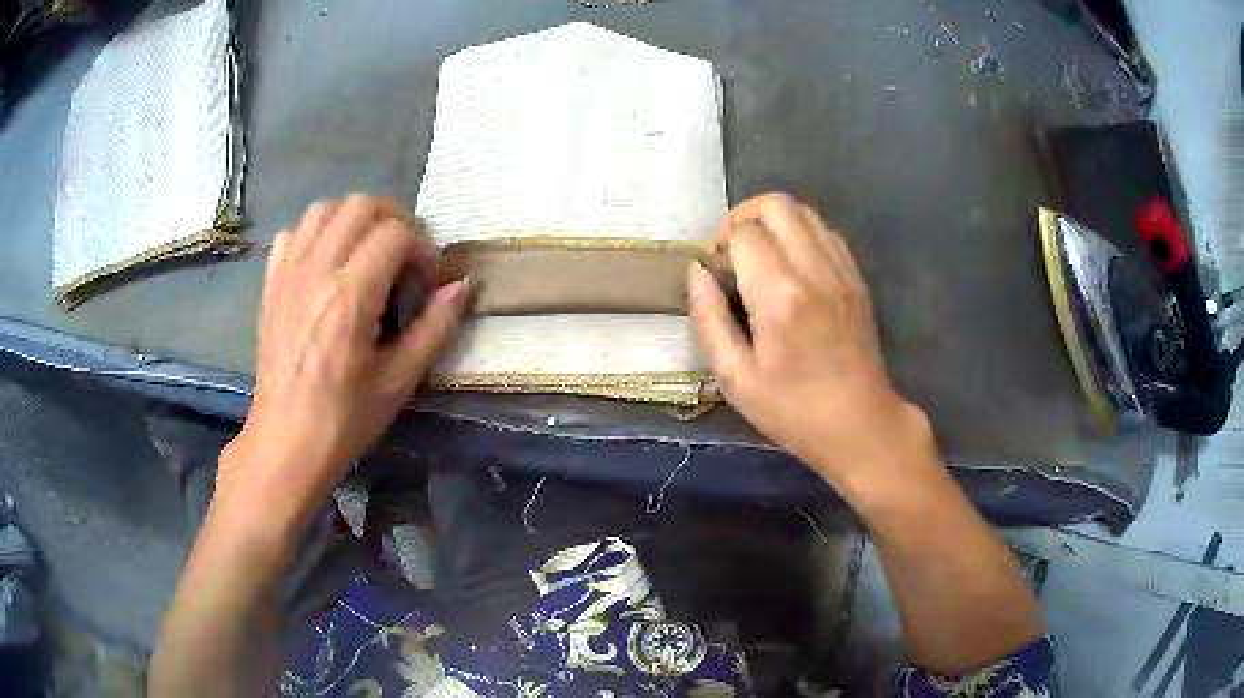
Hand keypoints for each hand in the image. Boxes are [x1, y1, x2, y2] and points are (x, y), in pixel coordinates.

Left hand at [220, 195, 468, 526]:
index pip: (395, 233)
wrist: (286, 440)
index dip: (422, 248)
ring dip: (354, 219)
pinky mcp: (271, 283)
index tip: (427, 280)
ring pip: (324, 208)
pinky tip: (327, 262)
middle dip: (393, 220)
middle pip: (360, 205)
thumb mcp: (400, 380)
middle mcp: (316, 272)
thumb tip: (463, 284)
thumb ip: (435, 326)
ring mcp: (288, 274)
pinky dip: (316, 233)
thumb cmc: (345, 419)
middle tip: (404, 257)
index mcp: (350, 298)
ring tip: (367, 251)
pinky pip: (293, 232)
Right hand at [688, 193, 928, 484]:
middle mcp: (814, 271)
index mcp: (780, 296)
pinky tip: (791, 266)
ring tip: (760, 256)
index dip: (721, 245)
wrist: (860, 424)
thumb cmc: (793, 410)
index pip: (744, 233)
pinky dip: (801, 234)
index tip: (716, 274)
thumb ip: (709, 319)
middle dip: (744, 217)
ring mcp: (841, 271)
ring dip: (774, 222)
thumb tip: (697, 272)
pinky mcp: (857, 278)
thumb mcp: (735, 378)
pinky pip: (826, 232)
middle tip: (732, 252)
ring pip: (804, 211)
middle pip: (776, 205)